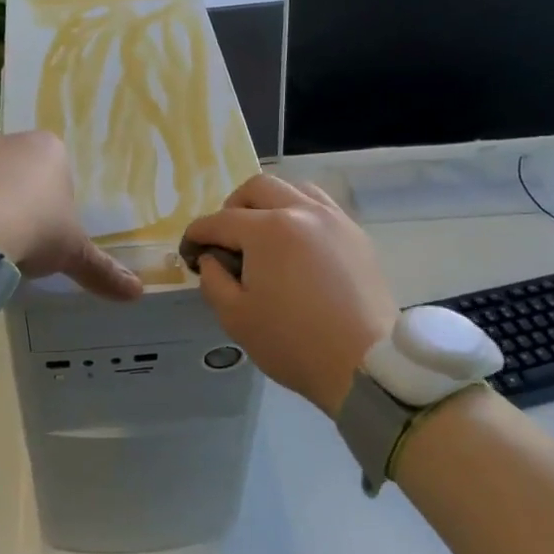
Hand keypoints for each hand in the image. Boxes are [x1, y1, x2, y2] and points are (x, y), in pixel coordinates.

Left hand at [0, 131, 142, 301]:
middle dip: (17, 199)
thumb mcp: (71, 253)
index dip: (53, 203)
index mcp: (47, 149)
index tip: (46, 231)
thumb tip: (138, 293)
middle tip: (17, 237)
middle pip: (17, 170)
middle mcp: (6, 140)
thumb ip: (102, 270)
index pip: (56, 171)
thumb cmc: (34, 229)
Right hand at [184, 175, 395, 414]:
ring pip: (294, 189)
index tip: (189, 251)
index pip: (220, 221)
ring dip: (269, 204)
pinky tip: (296, 244)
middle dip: (232, 208)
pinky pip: (321, 207)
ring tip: (263, 235)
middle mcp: (301, 211)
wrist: (364, 364)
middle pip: (257, 188)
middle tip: (226, 239)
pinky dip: (300, 214)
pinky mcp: (356, 235)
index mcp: (267, 230)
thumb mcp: (235, 317)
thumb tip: (211, 259)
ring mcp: (334, 219)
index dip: (197, 235)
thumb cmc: (292, 342)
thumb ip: (213, 280)